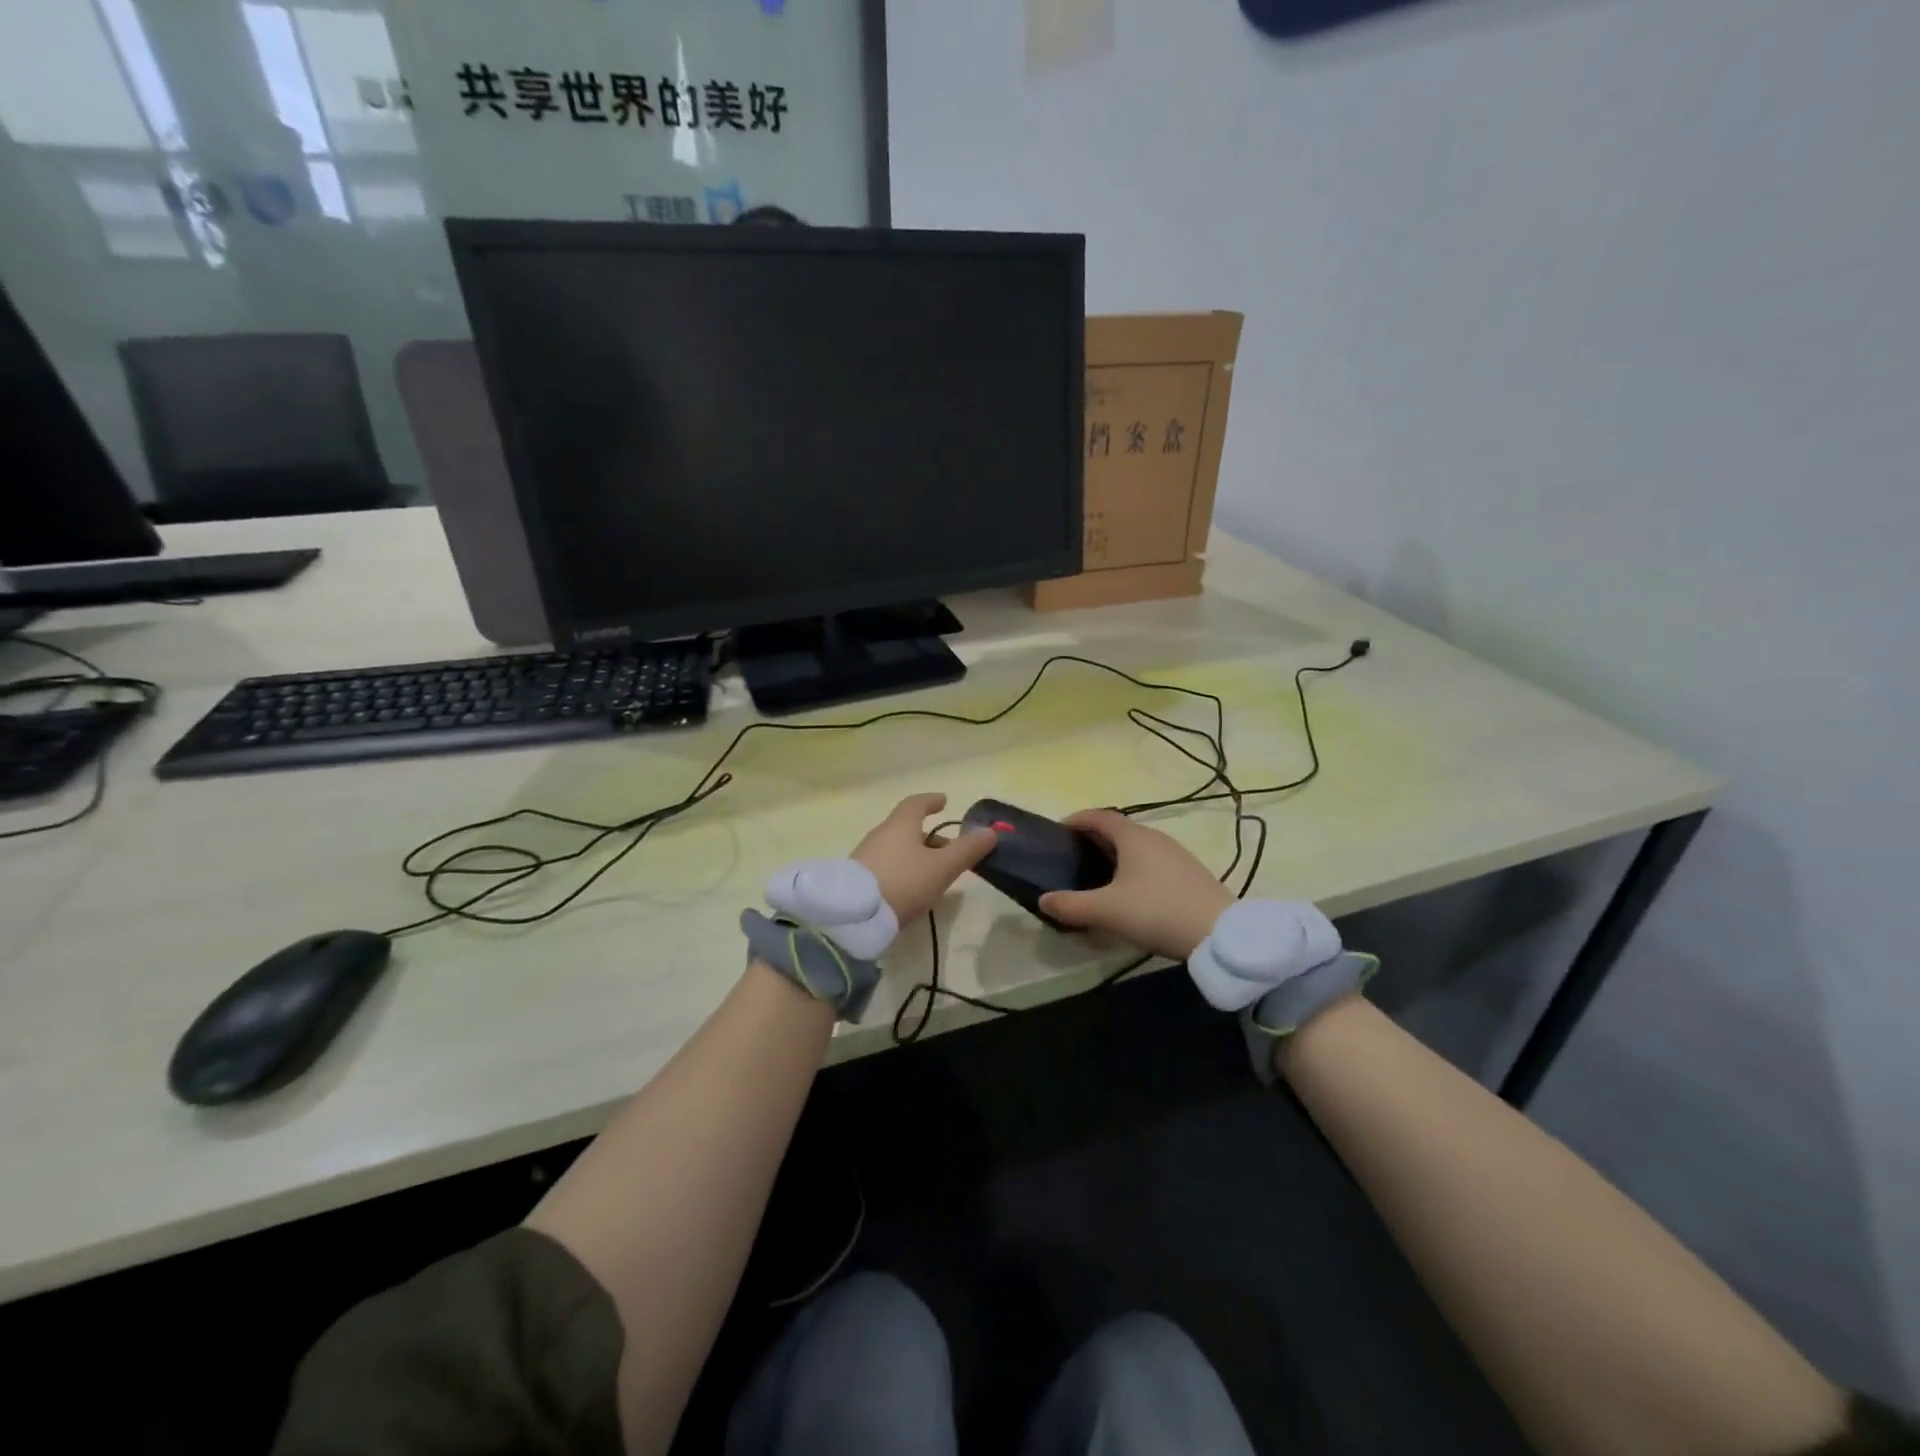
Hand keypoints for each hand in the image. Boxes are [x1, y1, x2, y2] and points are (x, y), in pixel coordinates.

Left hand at [851, 793, 996, 923]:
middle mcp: (880, 835)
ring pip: (897, 849)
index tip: (944, 801)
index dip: (931, 801)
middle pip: (907, 828)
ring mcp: (866, 856)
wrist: (854, 916)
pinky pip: (887, 866)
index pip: (916, 804)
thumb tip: (990, 831)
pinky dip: (903, 870)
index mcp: (900, 825)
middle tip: (950, 850)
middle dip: (929, 837)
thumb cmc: (903, 882)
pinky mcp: (858, 879)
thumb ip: (967, 850)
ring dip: (917, 855)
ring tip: (935, 874)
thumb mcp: (942, 867)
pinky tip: (911, 889)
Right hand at [1039, 809, 1233, 959]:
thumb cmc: (1157, 911)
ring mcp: (1176, 855)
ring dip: (1115, 855)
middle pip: (1118, 830)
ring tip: (1097, 875)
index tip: (1058, 831)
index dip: (1077, 820)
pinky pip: (1152, 862)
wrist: (1220, 933)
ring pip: (1137, 847)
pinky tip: (1130, 892)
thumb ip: (1071, 905)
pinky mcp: (1189, 874)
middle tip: (1072, 857)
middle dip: (1093, 839)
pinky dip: (1133, 868)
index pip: (1100, 816)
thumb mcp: (1107, 911)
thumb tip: (1043, 900)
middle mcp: (1155, 838)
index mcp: (1133, 837)